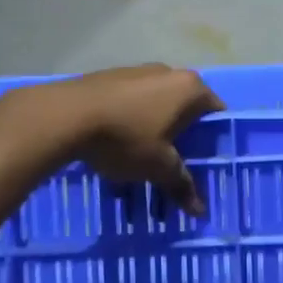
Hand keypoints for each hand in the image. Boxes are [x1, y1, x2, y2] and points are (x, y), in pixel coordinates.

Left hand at [26, 65, 224, 214]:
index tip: (205, 163)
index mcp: (189, 88)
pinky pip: (130, 104)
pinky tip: (115, 149)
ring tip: (141, 164)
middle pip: (184, 109)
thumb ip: (181, 184)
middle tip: (174, 167)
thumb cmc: (126, 137)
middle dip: (180, 139)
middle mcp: (167, 72)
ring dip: (152, 133)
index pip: (215, 112)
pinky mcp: (110, 78)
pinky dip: (130, 124)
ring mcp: (137, 72)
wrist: (67, 115)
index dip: (213, 140)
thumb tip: (200, 210)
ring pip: (154, 107)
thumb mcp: (158, 167)